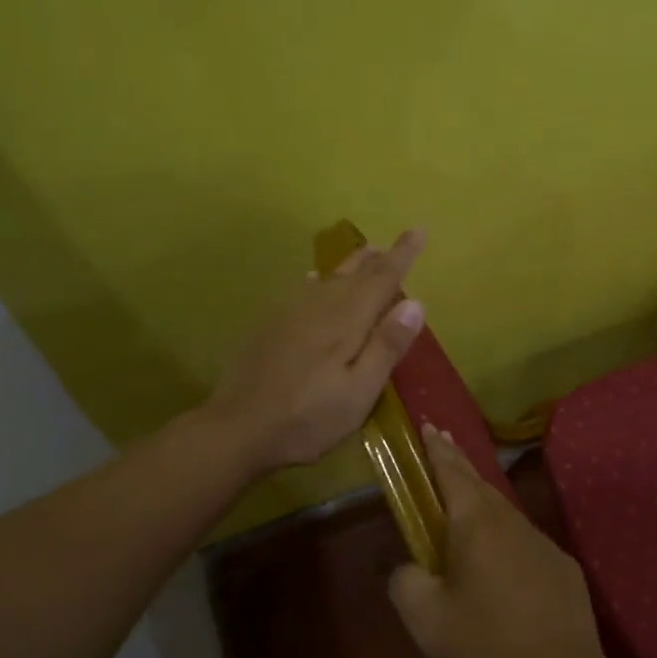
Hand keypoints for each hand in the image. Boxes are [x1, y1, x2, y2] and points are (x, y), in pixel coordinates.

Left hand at [204, 229, 427, 472]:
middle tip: (394, 244)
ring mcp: (290, 313)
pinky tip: (313, 280)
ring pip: (328, 277)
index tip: (419, 230)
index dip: (402, 254)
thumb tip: (416, 303)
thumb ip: (386, 346)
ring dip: (351, 264)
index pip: (382, 278)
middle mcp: (320, 306)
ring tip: (365, 253)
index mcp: (347, 321)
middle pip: (355, 273)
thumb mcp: (359, 392)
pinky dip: (318, 280)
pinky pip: (302, 289)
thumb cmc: (308, 417)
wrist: (238, 427)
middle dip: (378, 257)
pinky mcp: (270, 325)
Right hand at [389, 425, 611, 657]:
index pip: (451, 472)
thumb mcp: (425, 620)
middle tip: (443, 448)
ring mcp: (543, 544)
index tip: (428, 426)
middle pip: (480, 485)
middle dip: (459, 465)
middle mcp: (512, 522)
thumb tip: (411, 567)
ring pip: (505, 513)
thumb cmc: (487, 648)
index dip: (436, 449)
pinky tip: (500, 563)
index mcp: (476, 524)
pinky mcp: (564, 570)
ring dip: (482, 502)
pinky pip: (525, 542)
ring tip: (464, 506)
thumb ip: (406, 581)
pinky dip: (505, 538)